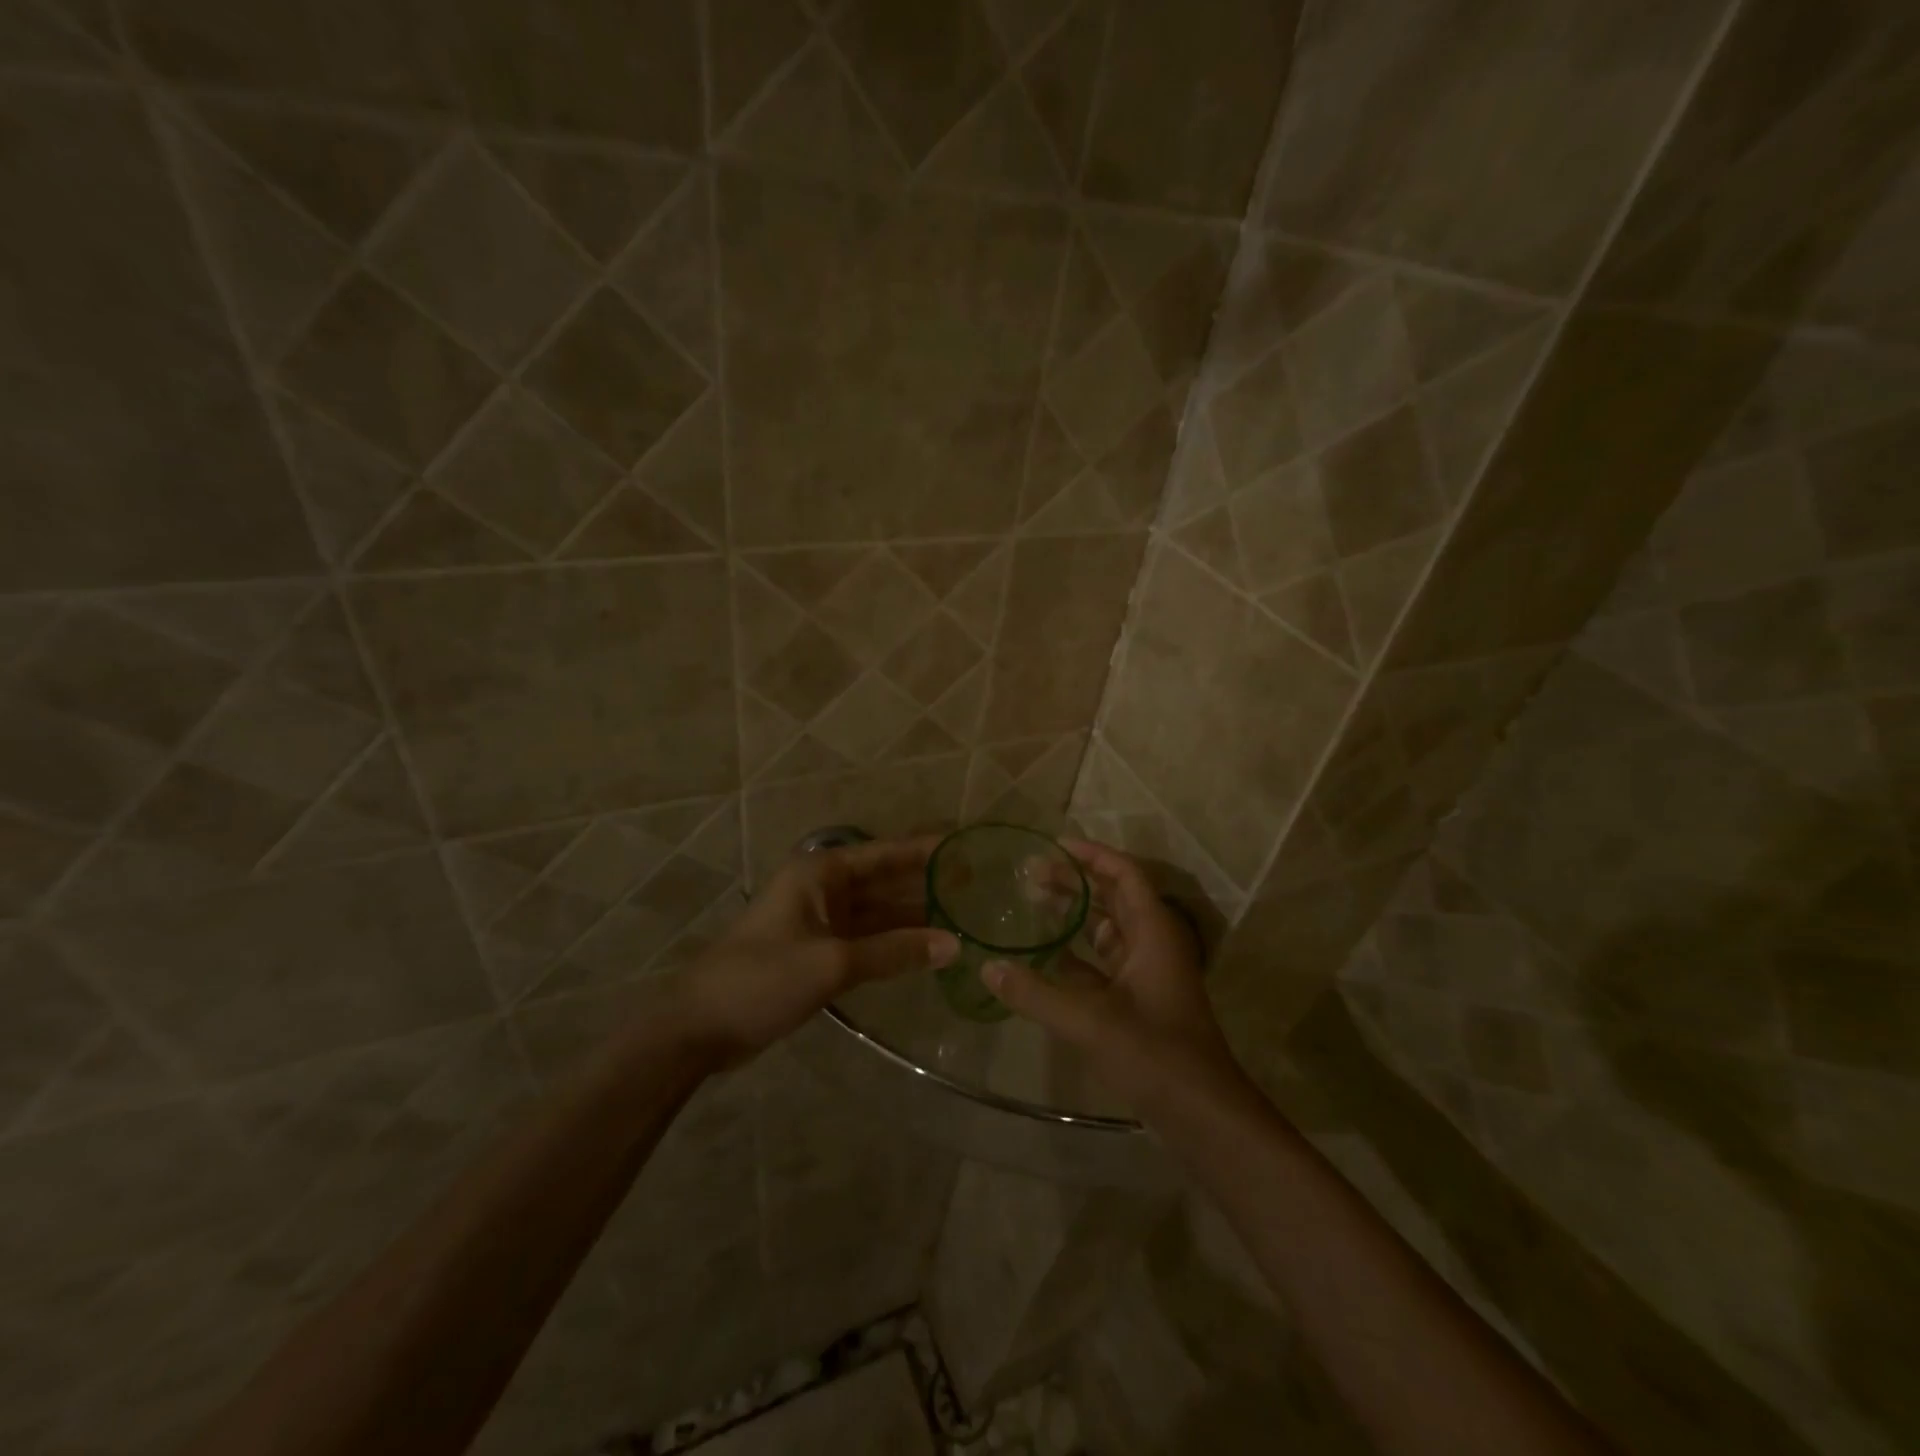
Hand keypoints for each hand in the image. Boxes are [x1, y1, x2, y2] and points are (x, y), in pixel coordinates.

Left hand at [668, 835, 957, 1065]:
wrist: (700, 1026)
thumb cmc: (763, 978)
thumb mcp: (832, 963)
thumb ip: (895, 952)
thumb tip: (954, 945)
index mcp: (821, 872)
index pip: (886, 853)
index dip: (926, 851)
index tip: (967, 848)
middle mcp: (823, 888)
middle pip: (885, 880)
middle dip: (926, 883)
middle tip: (978, 886)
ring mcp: (821, 921)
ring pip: (878, 912)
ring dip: (914, 916)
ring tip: (964, 917)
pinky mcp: (819, 951)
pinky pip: (867, 939)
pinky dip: (894, 943)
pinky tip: (927, 949)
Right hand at [983, 839, 1241, 1108]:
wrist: (1202, 1116)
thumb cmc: (1154, 1055)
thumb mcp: (1090, 1021)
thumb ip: (1035, 993)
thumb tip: (987, 967)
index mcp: (1153, 932)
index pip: (1124, 874)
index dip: (1091, 855)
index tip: (1053, 845)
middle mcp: (1152, 944)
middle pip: (1114, 897)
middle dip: (1075, 882)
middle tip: (1030, 875)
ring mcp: (1147, 974)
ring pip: (1108, 930)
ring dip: (1075, 916)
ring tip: (1032, 905)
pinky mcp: (1138, 1002)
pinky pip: (1103, 964)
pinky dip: (1076, 955)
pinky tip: (1043, 958)